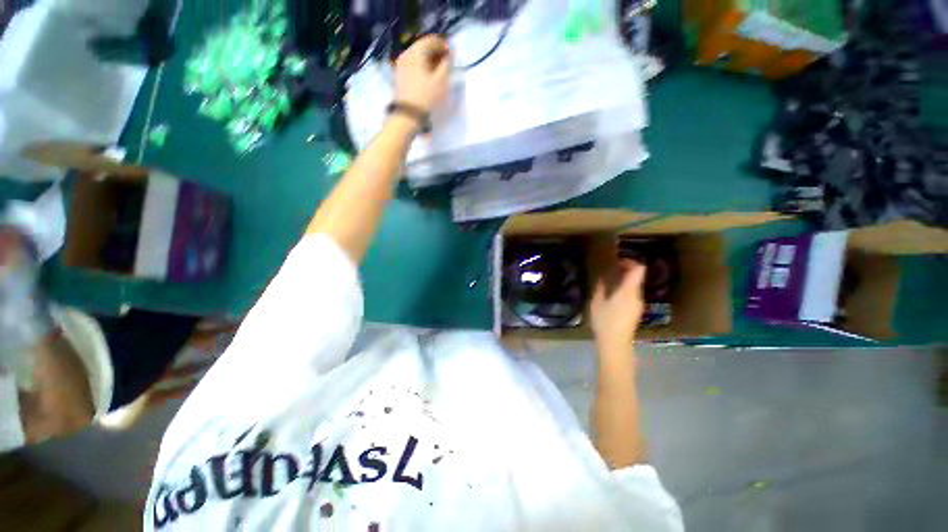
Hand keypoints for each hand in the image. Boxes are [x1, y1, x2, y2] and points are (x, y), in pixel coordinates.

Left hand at [394, 35, 451, 113]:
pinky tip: (428, 77)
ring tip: (438, 71)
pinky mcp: (399, 77)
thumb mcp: (441, 81)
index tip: (452, 52)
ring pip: (417, 57)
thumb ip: (447, 64)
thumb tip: (450, 54)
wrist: (408, 116)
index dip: (442, 44)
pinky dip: (422, 68)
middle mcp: (405, 55)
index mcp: (415, 53)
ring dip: (429, 61)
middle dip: (435, 52)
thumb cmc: (427, 97)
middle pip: (422, 48)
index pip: (430, 40)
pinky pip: (412, 66)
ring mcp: (400, 66)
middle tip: (446, 61)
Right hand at [591, 259, 645, 348]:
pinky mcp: (636, 312)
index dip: (631, 262)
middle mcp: (637, 295)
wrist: (615, 343)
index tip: (618, 261)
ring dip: (625, 281)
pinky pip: (633, 295)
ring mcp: (638, 304)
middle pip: (638, 277)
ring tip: (610, 283)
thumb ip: (601, 288)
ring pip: (635, 286)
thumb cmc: (605, 321)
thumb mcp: (597, 302)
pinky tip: (613, 296)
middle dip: (626, 271)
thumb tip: (604, 279)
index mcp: (628, 290)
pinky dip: (625, 290)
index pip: (639, 269)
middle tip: (611, 270)